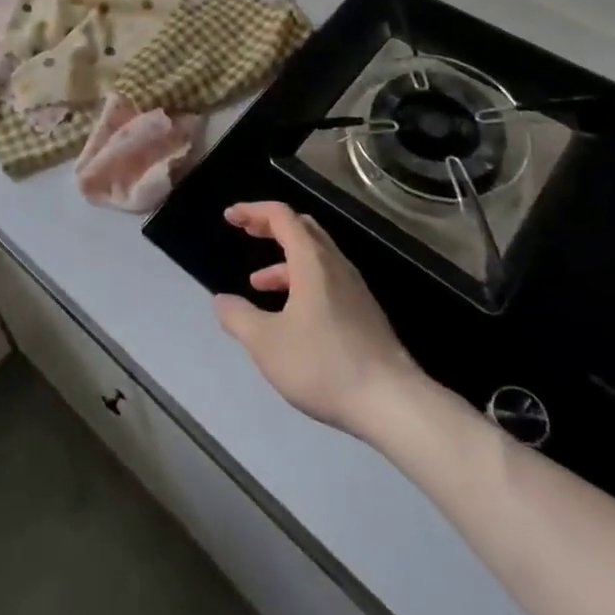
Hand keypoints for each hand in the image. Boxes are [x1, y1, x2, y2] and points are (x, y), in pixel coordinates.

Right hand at [213, 201, 428, 438]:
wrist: (394, 404)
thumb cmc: (325, 365)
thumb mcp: (267, 344)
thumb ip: (239, 318)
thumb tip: (220, 301)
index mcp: (311, 261)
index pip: (281, 215)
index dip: (252, 211)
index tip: (230, 217)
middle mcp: (335, 265)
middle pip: (302, 228)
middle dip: (271, 226)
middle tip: (247, 232)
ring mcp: (354, 289)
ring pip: (315, 256)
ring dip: (284, 260)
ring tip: (258, 283)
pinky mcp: (365, 313)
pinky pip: (327, 279)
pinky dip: (302, 281)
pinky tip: (292, 316)